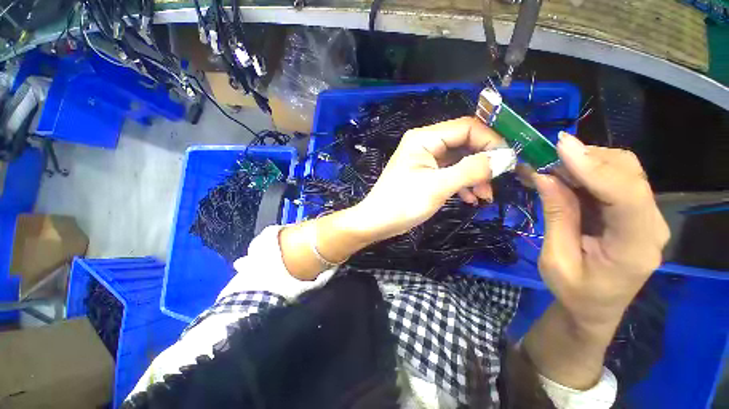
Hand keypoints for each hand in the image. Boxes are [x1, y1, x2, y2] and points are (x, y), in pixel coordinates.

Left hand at [351, 117, 503, 241]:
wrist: (377, 222)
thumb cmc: (403, 203)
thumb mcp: (438, 186)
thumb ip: (472, 169)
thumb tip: (506, 158)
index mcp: (424, 138)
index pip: (467, 127)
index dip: (491, 140)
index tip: (509, 160)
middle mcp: (425, 143)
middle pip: (464, 143)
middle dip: (483, 162)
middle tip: (497, 181)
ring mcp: (425, 159)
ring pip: (459, 160)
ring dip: (474, 176)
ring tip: (484, 196)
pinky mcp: (425, 173)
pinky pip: (449, 172)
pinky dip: (462, 183)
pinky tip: (471, 199)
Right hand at [524, 132, 669, 326]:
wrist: (595, 308)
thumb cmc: (574, 292)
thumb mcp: (556, 259)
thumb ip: (557, 217)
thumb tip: (546, 177)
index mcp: (635, 248)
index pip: (626, 196)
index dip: (594, 168)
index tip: (560, 147)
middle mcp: (650, 225)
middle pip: (629, 174)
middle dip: (586, 159)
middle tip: (545, 159)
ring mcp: (645, 216)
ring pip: (623, 170)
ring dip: (585, 162)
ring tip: (550, 167)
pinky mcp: (633, 211)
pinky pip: (614, 178)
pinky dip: (587, 170)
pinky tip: (563, 175)